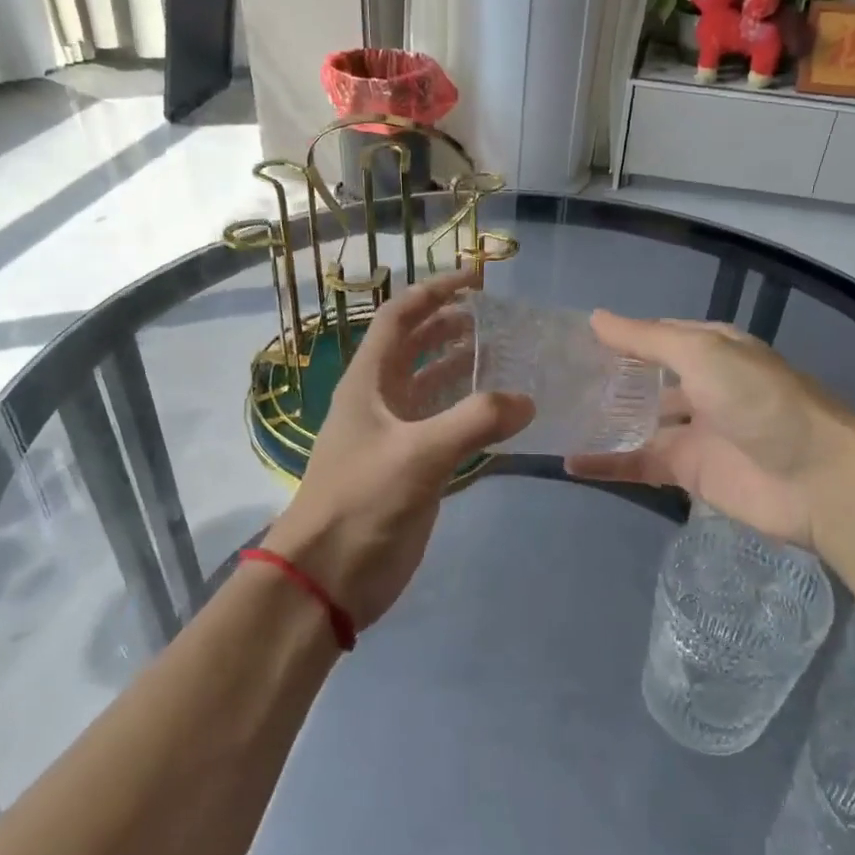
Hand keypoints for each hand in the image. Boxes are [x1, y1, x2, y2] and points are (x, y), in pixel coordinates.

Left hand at [262, 271, 532, 628]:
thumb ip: (475, 422)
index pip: (399, 317)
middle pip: (416, 348)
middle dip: (451, 326)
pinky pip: (445, 428)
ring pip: (432, 388)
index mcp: (368, 382)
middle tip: (498, 319)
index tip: (477, 278)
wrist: (328, 576)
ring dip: (463, 369)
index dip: (435, 291)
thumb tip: (527, 401)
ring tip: (506, 357)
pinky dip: (470, 415)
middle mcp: (380, 401)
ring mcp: (395, 436)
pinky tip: (501, 416)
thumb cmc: (362, 503)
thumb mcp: (418, 455)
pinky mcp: (411, 470)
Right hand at [565, 312, 854, 551]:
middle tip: (552, 380)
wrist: (817, 479)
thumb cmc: (760, 401)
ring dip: (602, 421)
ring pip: (637, 423)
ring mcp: (694, 431)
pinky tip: (570, 463)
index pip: (655, 336)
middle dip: (606, 380)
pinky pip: (639, 464)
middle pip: (644, 381)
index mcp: (711, 349)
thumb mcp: (704, 353)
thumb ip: (647, 339)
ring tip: (552, 418)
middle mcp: (701, 386)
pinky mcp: (688, 473)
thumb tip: (595, 318)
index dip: (618, 337)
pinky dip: (607, 464)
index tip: (569, 339)